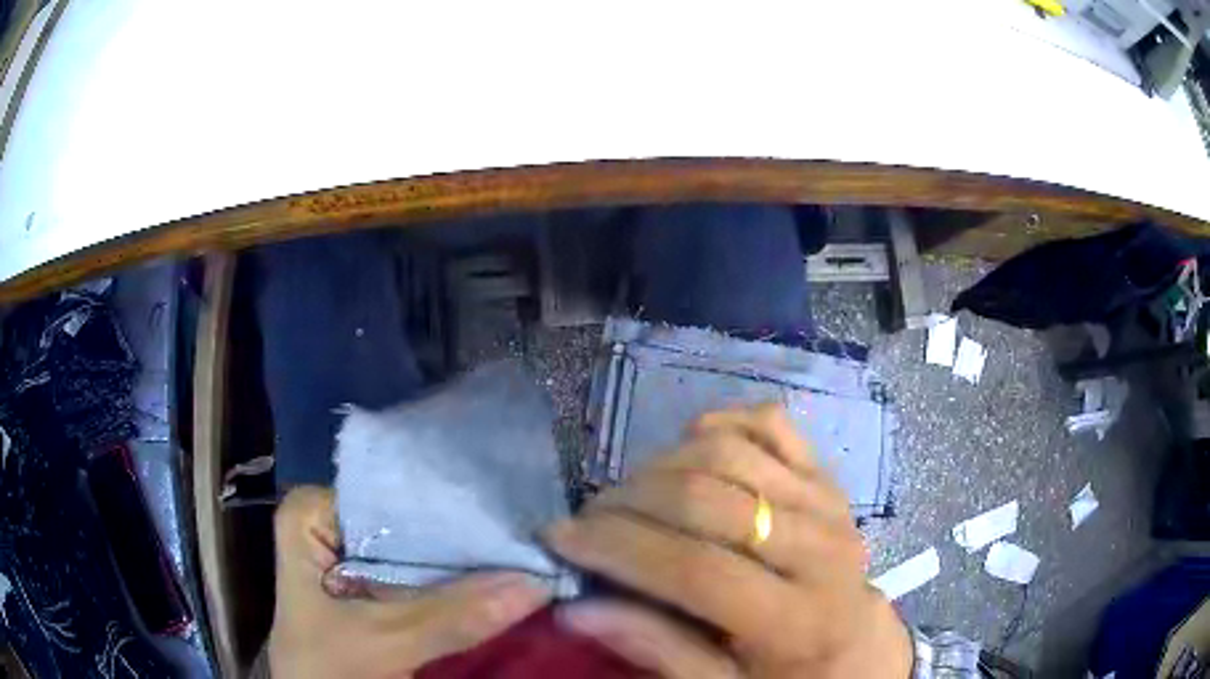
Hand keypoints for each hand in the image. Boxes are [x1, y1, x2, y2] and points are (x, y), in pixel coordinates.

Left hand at [268, 486, 551, 677]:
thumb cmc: (325, 668)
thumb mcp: (382, 641)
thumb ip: (452, 617)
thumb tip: (538, 583)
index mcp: (313, 514)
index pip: (390, 493)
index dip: (450, 508)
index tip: (510, 516)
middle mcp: (335, 525)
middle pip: (410, 524)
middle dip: (466, 540)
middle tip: (532, 536)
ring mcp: (358, 557)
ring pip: (423, 554)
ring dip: (470, 566)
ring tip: (532, 551)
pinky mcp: (379, 588)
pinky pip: (427, 581)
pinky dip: (463, 590)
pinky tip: (509, 579)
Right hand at [544, 405, 912, 678]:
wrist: (855, 642)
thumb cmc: (786, 674)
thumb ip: (657, 649)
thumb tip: (576, 607)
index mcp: (799, 620)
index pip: (696, 571)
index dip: (618, 550)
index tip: (557, 539)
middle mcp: (821, 549)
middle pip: (708, 501)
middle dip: (627, 505)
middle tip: (586, 521)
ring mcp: (827, 502)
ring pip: (730, 453)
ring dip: (661, 465)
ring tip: (629, 497)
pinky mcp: (826, 475)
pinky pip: (769, 424)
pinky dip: (720, 426)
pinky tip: (690, 452)